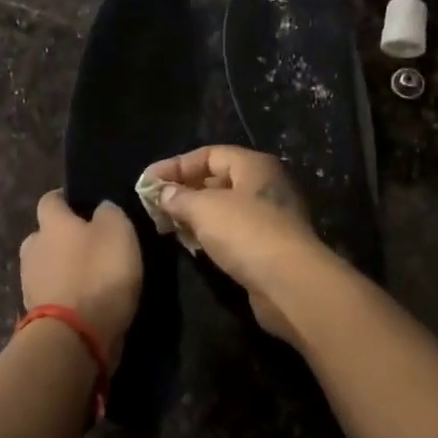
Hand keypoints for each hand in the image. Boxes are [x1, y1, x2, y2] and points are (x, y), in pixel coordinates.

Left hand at [19, 191, 141, 360]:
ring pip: (46, 266)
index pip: (50, 199)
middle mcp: (33, 247)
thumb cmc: (98, 273)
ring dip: (62, 268)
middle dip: (62, 238)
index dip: (66, 200)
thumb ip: (109, 212)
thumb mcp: (117, 231)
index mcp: (51, 222)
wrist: (74, 336)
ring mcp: (29, 283)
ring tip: (89, 276)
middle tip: (90, 244)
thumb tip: (101, 208)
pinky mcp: (35, 314)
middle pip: (44, 235)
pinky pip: (51, 294)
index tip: (83, 204)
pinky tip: (84, 300)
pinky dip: (64, 294)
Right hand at [138, 146, 328, 341]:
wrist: (290, 283)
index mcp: (254, 165)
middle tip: (154, 205)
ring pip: (224, 208)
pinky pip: (232, 232)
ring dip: (195, 214)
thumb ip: (179, 197)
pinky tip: (190, 245)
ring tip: (166, 225)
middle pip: (217, 180)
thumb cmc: (246, 233)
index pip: (209, 154)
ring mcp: (269, 217)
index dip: (176, 165)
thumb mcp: (204, 209)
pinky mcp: (268, 246)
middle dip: (184, 190)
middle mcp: (265, 185)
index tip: (147, 182)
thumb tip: (163, 192)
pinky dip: (210, 234)